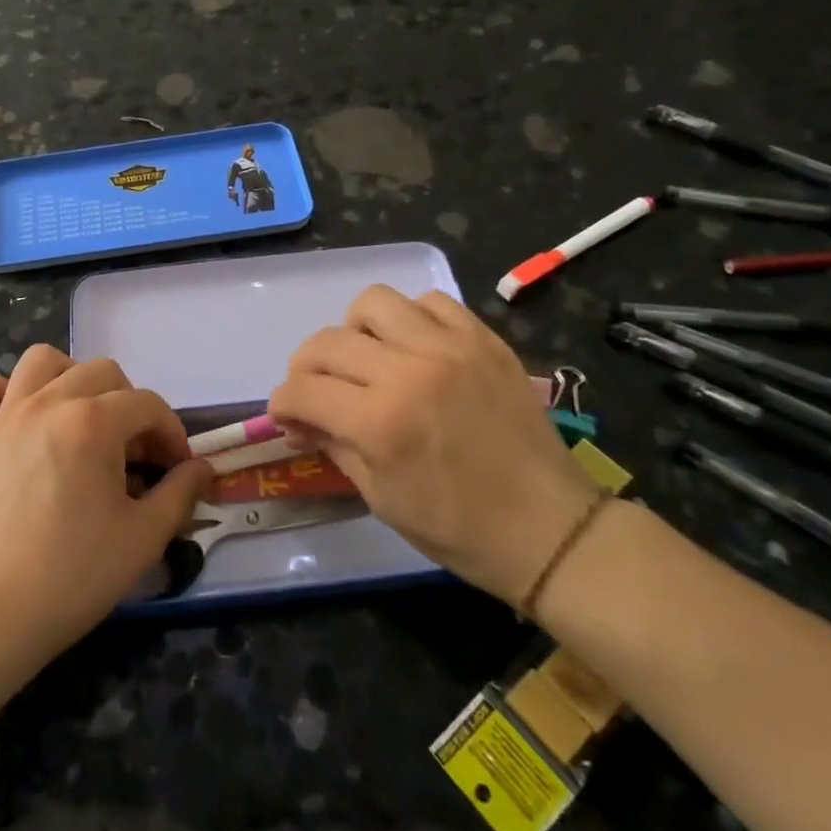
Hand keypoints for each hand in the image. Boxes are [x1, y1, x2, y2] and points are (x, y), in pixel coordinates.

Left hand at [0, 346, 212, 665]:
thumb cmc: (73, 575)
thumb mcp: (144, 538)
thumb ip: (180, 493)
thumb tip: (202, 469)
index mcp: (93, 422)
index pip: (147, 405)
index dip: (172, 432)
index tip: (178, 468)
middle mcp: (49, 403)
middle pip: (102, 373)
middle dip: (130, 406)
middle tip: (136, 454)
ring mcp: (6, 416)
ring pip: (41, 361)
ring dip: (71, 379)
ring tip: (83, 418)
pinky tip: (18, 417)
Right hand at [267, 286, 599, 605]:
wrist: (548, 528)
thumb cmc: (457, 528)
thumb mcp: (379, 496)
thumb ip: (333, 444)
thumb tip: (300, 418)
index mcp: (379, 422)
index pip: (302, 389)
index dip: (282, 403)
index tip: (288, 417)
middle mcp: (409, 371)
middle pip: (327, 342)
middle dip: (305, 368)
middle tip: (318, 392)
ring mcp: (449, 348)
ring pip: (374, 303)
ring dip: (355, 330)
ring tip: (367, 358)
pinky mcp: (483, 339)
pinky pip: (431, 302)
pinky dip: (411, 319)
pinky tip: (415, 348)